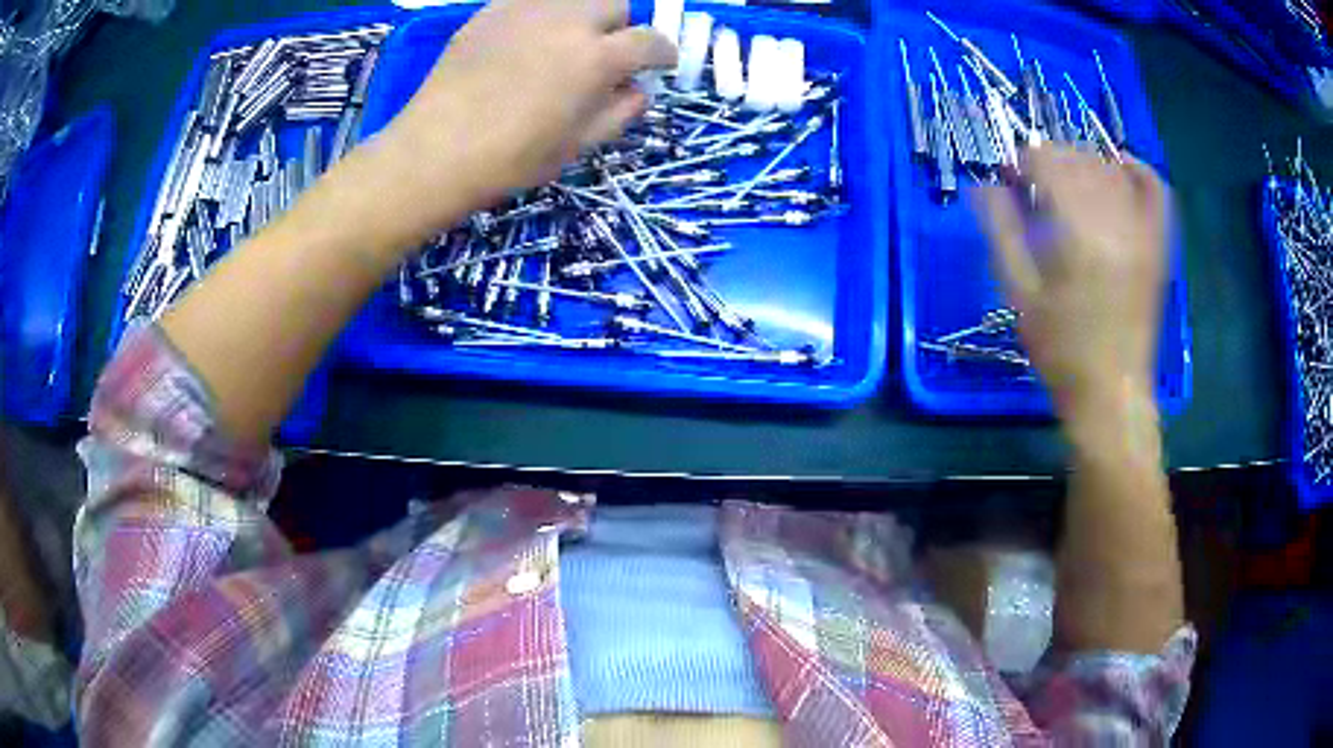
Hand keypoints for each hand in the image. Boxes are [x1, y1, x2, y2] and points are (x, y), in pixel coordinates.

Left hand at [369, 0, 675, 237]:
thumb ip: (621, 111)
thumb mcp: (578, 145)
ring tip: (569, 41)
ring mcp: (526, 10)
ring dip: (586, 15)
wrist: (435, 150)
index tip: (658, 66)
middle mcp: (568, 20)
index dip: (662, 53)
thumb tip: (639, 89)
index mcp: (596, 58)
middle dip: (624, 26)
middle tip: (610, 52)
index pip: (650, 40)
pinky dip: (545, 15)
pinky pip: (533, 2)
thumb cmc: (511, 159)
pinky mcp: (492, 10)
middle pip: (617, 4)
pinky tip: (530, 40)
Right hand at [974, 146, 1169, 416]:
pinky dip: (1137, 169)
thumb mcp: (1020, 295)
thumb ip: (1001, 232)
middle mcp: (1117, 223)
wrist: (1113, 394)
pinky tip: (1119, 166)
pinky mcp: (1159, 246)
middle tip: (1032, 181)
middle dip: (1050, 159)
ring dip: (1083, 162)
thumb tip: (984, 185)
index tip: (1008, 177)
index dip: (1023, 160)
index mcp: (1081, 235)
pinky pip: (1155, 189)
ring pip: (1112, 169)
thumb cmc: (1062, 351)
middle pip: (1080, 160)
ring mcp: (1144, 233)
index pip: (1050, 164)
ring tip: (1065, 180)